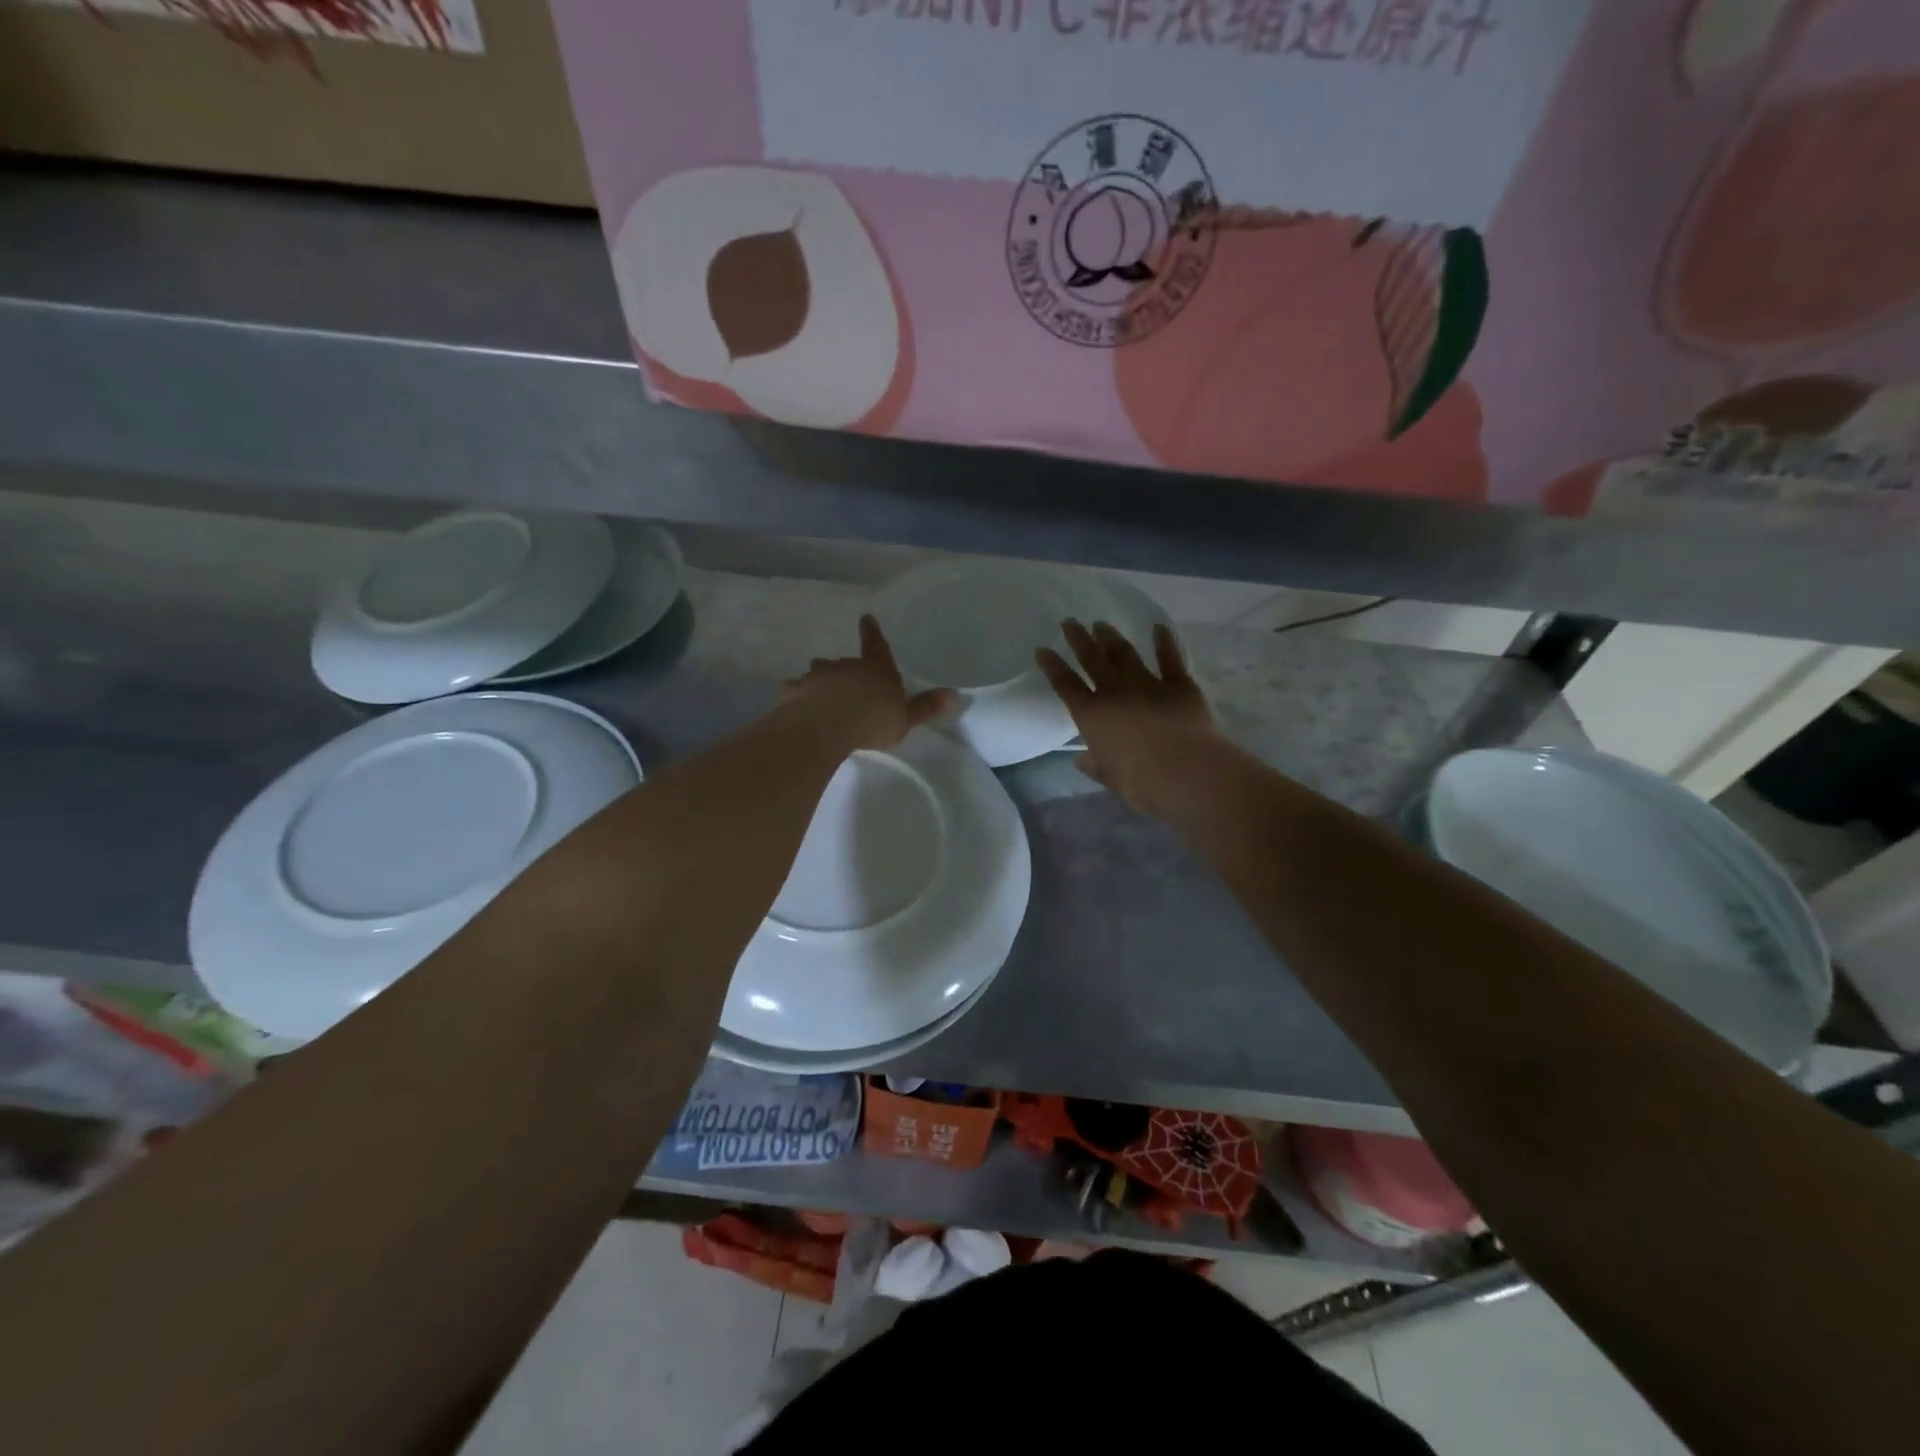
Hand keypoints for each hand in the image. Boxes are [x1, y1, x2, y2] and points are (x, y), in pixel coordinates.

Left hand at [785, 614, 954, 751]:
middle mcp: (847, 666)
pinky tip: (792, 695)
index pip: (876, 645)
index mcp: (876, 669)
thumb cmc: (874, 718)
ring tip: (819, 681)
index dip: (872, 632)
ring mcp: (819, 676)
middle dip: (845, 666)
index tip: (866, 618)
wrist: (830, 724)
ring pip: (820, 671)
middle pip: (846, 661)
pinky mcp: (797, 691)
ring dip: (821, 675)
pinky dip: (796, 691)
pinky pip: (796, 688)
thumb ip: (926, 706)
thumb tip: (955, 694)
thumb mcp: (906, 717)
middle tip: (842, 670)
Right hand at [1036, 619, 1218, 810]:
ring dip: (1112, 638)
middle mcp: (1115, 692)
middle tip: (1070, 622)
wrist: (1184, 770)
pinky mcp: (1179, 684)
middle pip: (1092, 660)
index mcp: (1092, 716)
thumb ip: (1095, 766)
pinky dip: (1164, 642)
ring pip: (1125, 655)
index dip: (1053, 667)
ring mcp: (1147, 684)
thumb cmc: (1140, 781)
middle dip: (1079, 640)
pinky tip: (1158, 627)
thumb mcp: (1111, 777)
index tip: (1043, 649)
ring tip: (1102, 625)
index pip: (1066, 686)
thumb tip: (1081, 760)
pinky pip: (1170, 658)